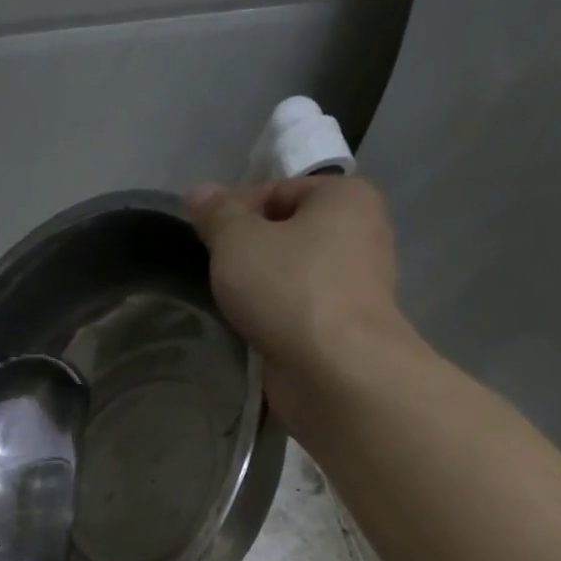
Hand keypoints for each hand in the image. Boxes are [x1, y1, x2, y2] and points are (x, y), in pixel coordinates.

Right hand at [185, 176, 415, 419]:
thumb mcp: (238, 241)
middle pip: (287, 234)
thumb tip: (198, 192)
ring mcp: (359, 286)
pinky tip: (253, 331)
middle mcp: (362, 234)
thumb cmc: (289, 289)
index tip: (204, 240)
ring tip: (230, 306)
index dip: (235, 211)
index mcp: (345, 197)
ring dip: (261, 289)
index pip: (277, 190)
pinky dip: (277, 319)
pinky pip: (302, 312)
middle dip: (248, 252)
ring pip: (294, 276)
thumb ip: (217, 214)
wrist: (335, 370)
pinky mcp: (347, 329)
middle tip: (215, 274)